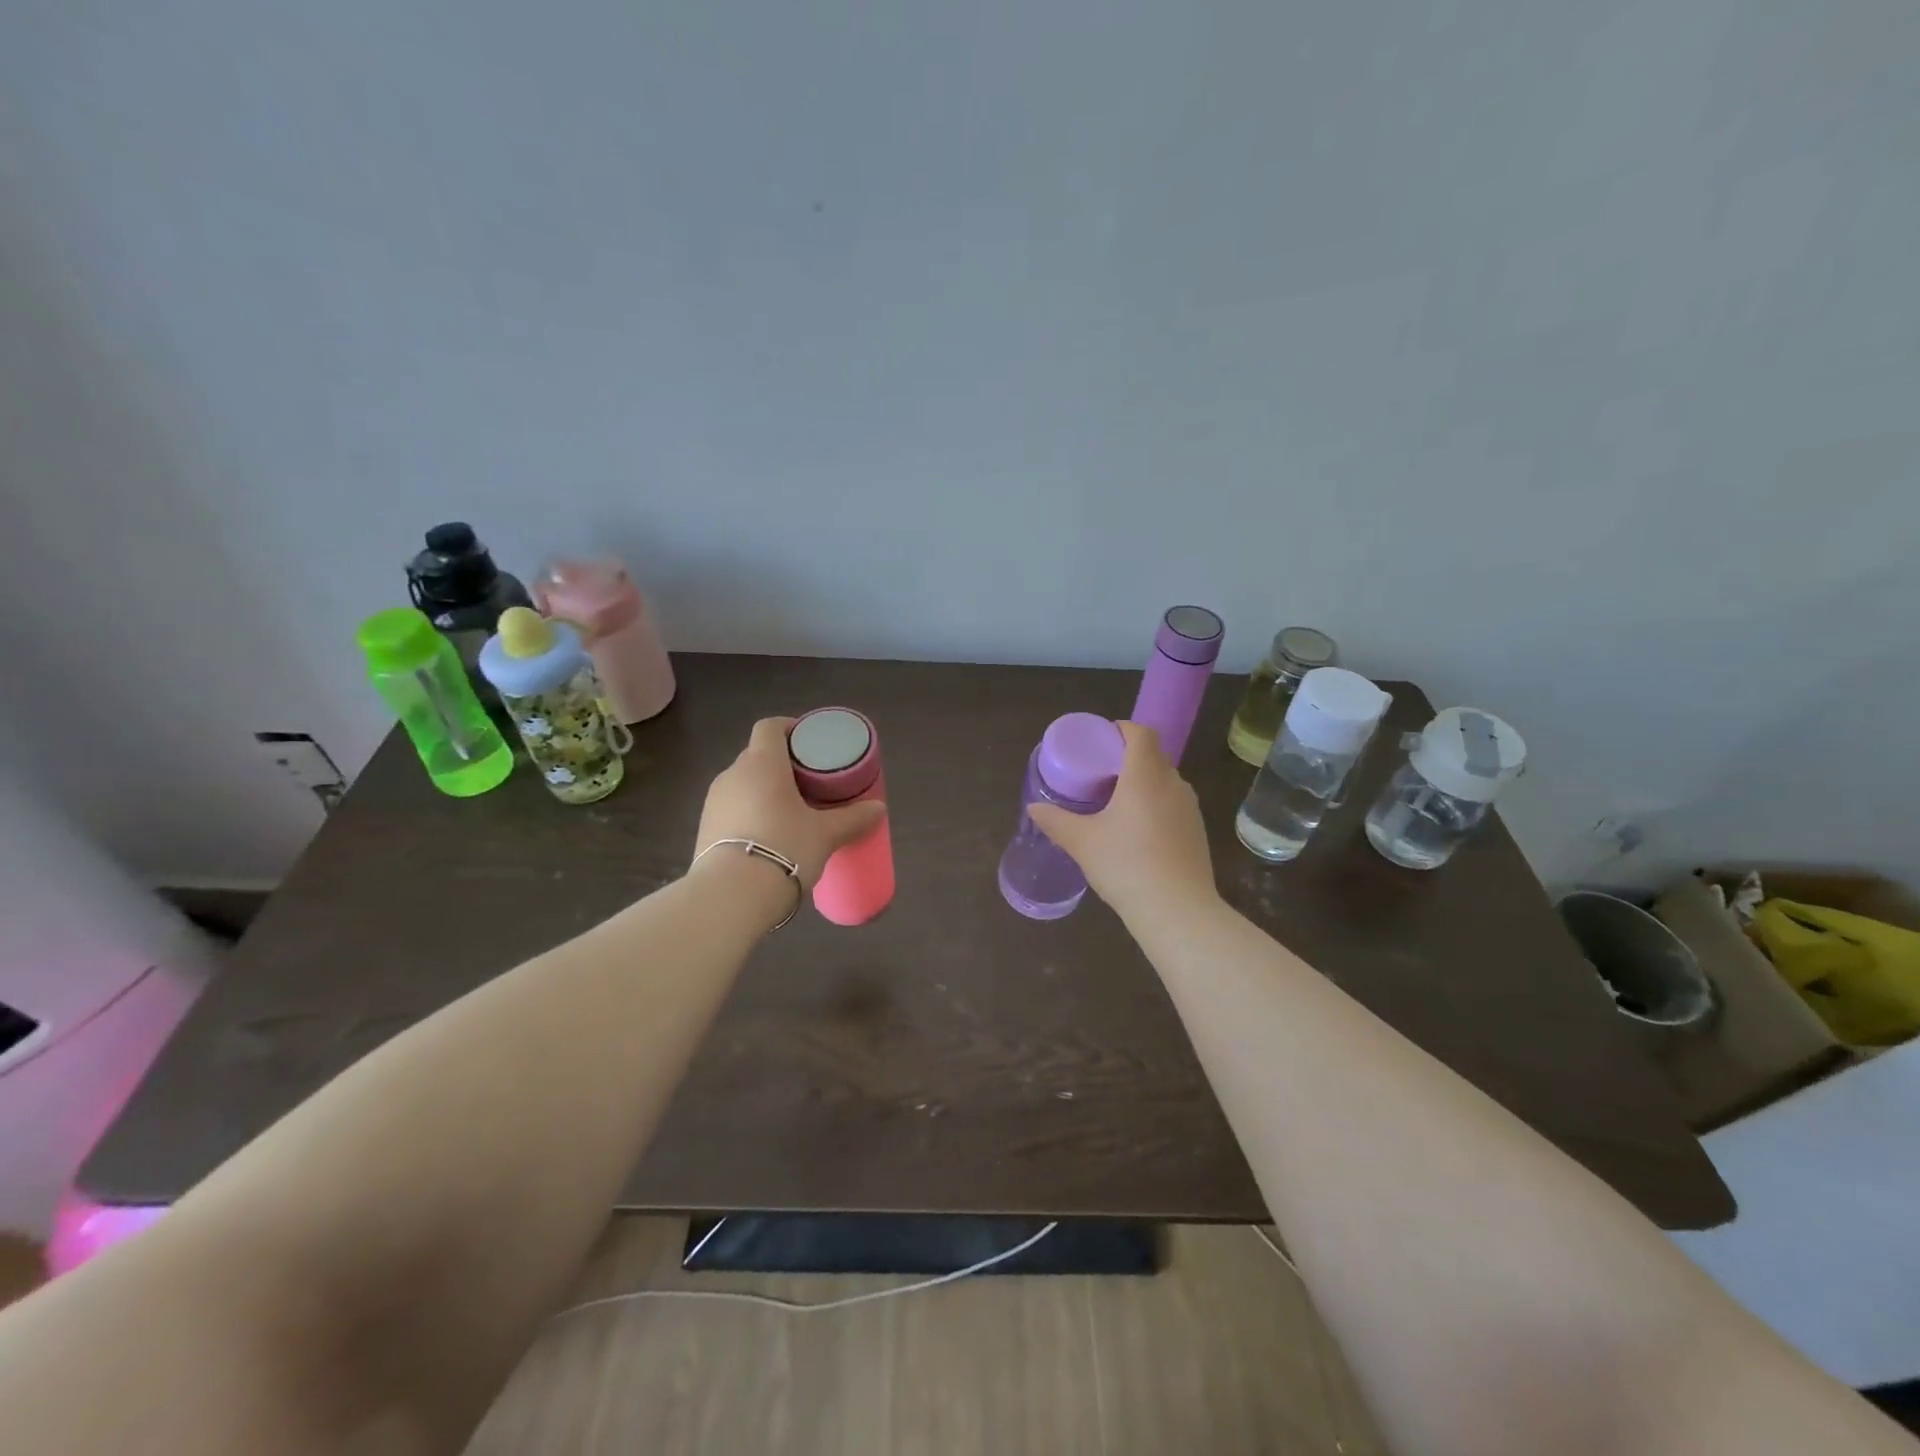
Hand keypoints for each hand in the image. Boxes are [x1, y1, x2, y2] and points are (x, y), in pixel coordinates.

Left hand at [695, 717, 886, 888]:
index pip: (769, 727)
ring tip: (789, 812)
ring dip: (763, 791)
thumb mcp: (826, 835)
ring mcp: (713, 802)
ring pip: (743, 784)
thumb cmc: (784, 848)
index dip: (788, 727)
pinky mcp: (704, 829)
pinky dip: (749, 813)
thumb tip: (878, 809)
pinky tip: (767, 836)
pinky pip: (731, 809)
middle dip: (780, 764)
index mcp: (762, 763)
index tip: (807, 741)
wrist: (731, 896)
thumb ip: (853, 818)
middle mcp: (732, 775)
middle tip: (808, 782)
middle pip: (756, 756)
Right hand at [1028, 721, 1217, 920]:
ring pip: (1165, 781)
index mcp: (1145, 775)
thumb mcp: (1082, 842)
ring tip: (1117, 804)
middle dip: (1127, 758)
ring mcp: (1190, 808)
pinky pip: (1174, 804)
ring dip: (1143, 783)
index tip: (1100, 742)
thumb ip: (1056, 821)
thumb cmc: (1125, 865)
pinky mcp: (1197, 831)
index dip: (1122, 730)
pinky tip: (1138, 833)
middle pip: (1153, 756)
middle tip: (1100, 775)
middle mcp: (1173, 783)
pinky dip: (1156, 805)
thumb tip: (1034, 807)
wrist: (1177, 911)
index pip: (1141, 733)